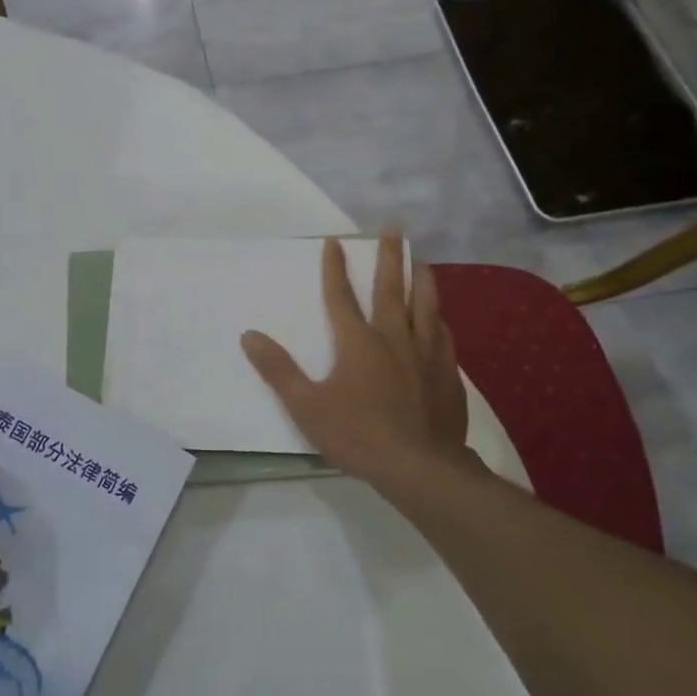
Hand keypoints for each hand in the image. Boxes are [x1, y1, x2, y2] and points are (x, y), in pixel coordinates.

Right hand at [240, 229, 471, 488]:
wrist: (421, 467)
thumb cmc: (358, 435)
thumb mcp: (306, 406)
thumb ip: (278, 370)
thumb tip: (249, 335)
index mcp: (358, 342)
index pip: (341, 296)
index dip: (335, 267)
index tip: (334, 241)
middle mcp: (393, 338)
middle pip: (390, 288)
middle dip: (388, 256)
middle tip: (392, 228)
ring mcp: (425, 354)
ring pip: (424, 306)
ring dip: (421, 279)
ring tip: (420, 260)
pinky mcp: (447, 374)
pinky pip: (444, 336)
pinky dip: (439, 321)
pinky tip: (441, 319)